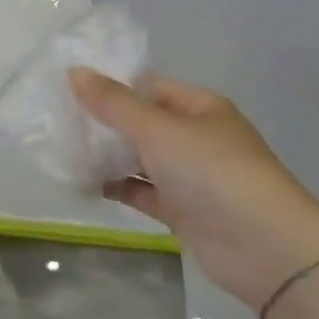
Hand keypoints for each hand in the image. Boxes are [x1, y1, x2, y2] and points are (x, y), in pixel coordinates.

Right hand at [70, 70, 318, 313]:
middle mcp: (194, 137)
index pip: (147, 86)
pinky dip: (114, 186)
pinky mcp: (180, 209)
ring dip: (105, 156)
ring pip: (138, 158)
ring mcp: (188, 175)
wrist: (263, 247)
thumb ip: (113, 103)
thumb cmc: (212, 172)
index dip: (110, 85)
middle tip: (55, 120)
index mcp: (198, 107)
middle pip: (140, 122)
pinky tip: (82, 183)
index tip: (66, 88)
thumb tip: (74, 71)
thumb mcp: (158, 129)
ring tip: (60, 150)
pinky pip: (140, 191)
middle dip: (102, 122)